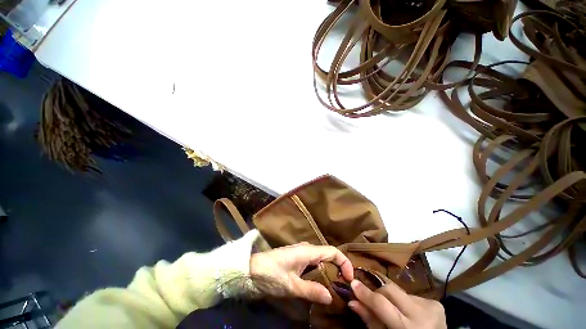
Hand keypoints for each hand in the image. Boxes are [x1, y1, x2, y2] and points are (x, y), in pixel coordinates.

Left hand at [249, 242, 353, 303]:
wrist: (244, 271)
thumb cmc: (268, 275)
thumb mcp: (291, 286)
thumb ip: (312, 291)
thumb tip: (331, 298)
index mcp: (307, 251)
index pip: (334, 252)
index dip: (345, 264)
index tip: (349, 279)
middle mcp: (304, 250)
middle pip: (328, 257)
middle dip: (338, 269)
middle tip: (342, 285)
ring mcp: (297, 256)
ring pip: (319, 262)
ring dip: (328, 273)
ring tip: (333, 287)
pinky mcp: (291, 263)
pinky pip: (310, 266)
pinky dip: (317, 275)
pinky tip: (317, 285)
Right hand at [349, 280, 445, 328]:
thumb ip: (370, 321)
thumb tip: (353, 303)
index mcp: (405, 326)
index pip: (382, 304)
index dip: (366, 293)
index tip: (353, 283)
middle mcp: (420, 312)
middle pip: (392, 290)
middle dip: (378, 292)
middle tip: (370, 298)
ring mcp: (431, 304)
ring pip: (403, 293)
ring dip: (394, 301)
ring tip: (395, 313)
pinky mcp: (437, 301)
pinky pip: (415, 297)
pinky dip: (406, 304)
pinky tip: (409, 314)